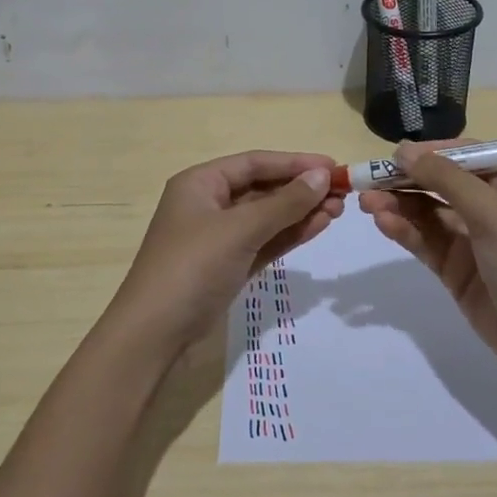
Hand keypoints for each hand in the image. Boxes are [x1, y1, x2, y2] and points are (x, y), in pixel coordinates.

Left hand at [107, 151, 343, 360]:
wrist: (154, 334)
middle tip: (343, 193)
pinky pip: (264, 241)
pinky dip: (289, 234)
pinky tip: (318, 227)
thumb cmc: (192, 267)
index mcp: (200, 183)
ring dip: (300, 212)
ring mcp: (218, 237)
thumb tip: (322, 176)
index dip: (295, 162)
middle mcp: (208, 204)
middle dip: (301, 189)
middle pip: (262, 188)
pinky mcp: (228, 265)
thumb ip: (284, 203)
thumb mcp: (239, 230)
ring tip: (338, 210)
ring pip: (266, 216)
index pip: (254, 162)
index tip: (334, 167)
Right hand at [360, 140, 496, 384]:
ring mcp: (470, 240)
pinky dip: (403, 230)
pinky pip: (424, 241)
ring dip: (397, 205)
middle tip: (366, 179)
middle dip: (404, 180)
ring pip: (426, 212)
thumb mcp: (492, 214)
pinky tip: (382, 223)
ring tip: (366, 202)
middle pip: (439, 183)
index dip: (429, 152)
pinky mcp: (455, 269)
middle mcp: (489, 207)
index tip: (393, 155)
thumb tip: (404, 150)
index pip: (463, 156)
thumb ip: (446, 179)